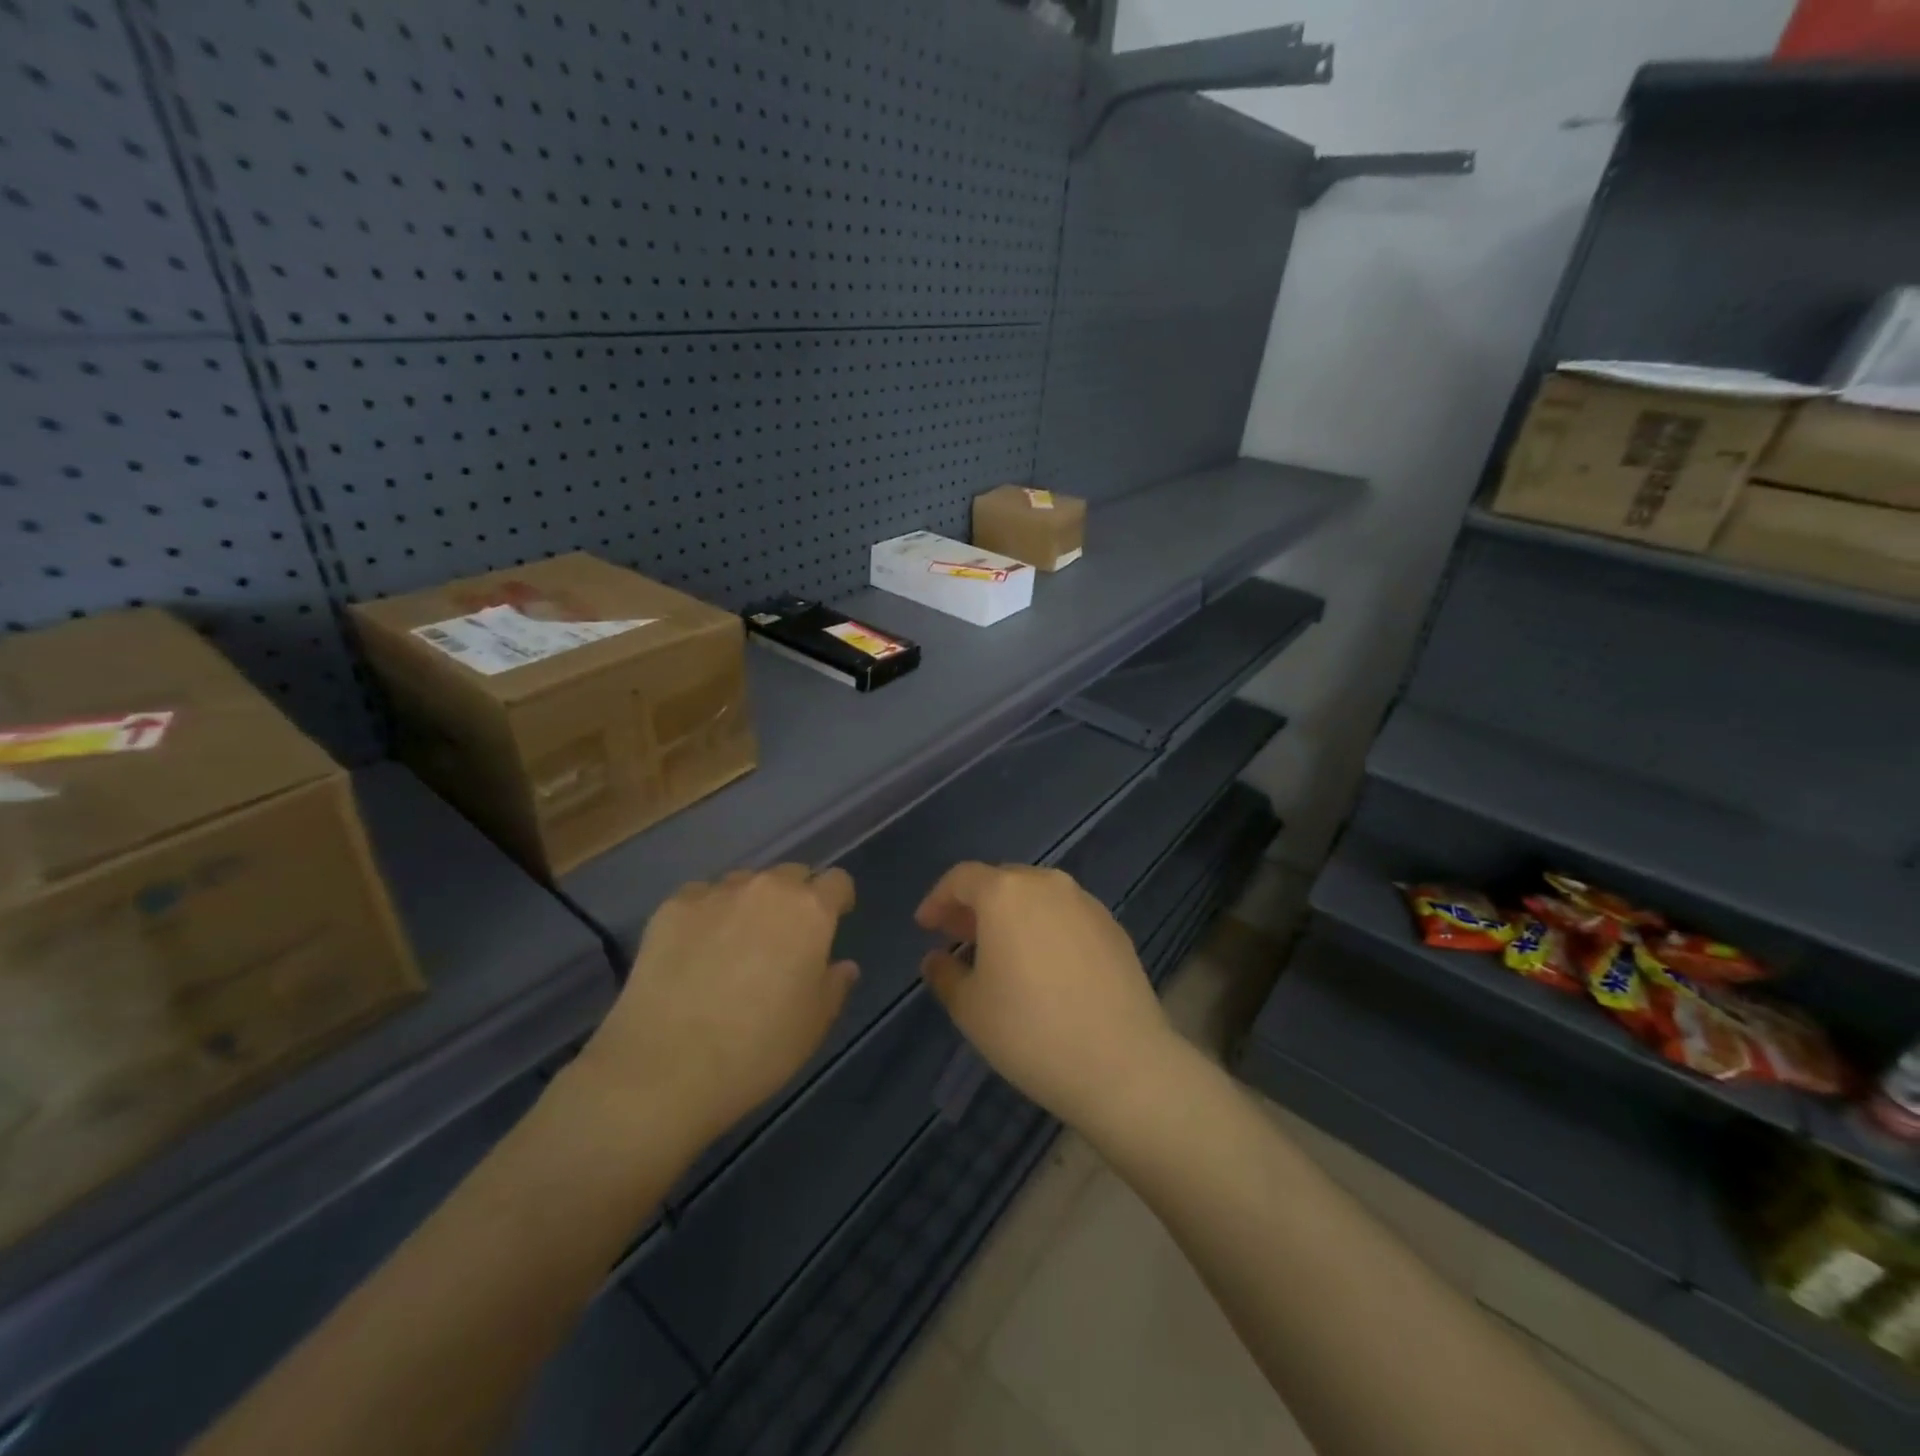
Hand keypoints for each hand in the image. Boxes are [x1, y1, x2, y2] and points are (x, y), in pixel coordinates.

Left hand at [576, 866, 858, 1148]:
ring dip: (750, 903)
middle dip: (794, 899)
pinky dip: (706, 914)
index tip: (832, 923)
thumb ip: (835, 985)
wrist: (665, 1067)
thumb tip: (842, 965)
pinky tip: (695, 950)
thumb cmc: (758, 1048)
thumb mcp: (814, 1024)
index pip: (837, 881)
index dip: (837, 900)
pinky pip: (701, 897)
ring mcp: (715, 893)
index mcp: (810, 911)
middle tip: (783, 939)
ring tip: (734, 943)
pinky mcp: (672, 907)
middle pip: (791, 875)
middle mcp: (766, 888)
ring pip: (744, 883)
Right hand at [916, 863, 1177, 1130]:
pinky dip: (1046, 928)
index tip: (925, 927)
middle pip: (1002, 881)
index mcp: (1006, 893)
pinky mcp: (1114, 927)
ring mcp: (1086, 903)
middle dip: (975, 906)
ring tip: (1001, 952)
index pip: (962, 878)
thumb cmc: (1030, 1031)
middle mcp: (1048, 884)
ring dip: (1012, 915)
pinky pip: (1067, 915)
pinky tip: (1044, 966)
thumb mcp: (970, 1008)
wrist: (1122, 1063)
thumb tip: (936, 959)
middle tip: (959, 938)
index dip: (938, 899)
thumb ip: (945, 974)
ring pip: (1037, 896)